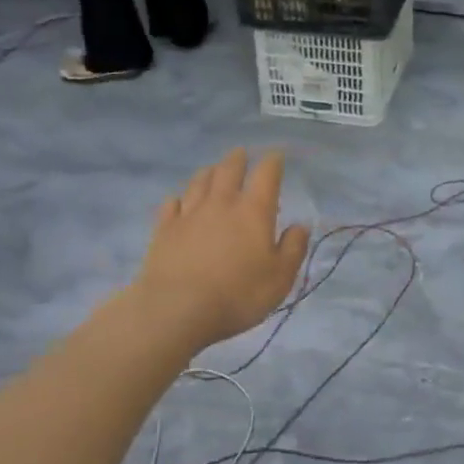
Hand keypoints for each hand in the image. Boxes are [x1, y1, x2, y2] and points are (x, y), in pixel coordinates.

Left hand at [133, 149, 309, 350]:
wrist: (176, 310)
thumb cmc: (238, 294)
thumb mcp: (280, 278)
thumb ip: (293, 248)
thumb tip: (300, 226)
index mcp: (253, 211)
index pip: (266, 175)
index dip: (273, 162)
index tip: (277, 156)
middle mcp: (221, 203)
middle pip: (229, 169)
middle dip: (238, 159)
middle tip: (242, 154)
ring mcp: (188, 214)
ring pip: (199, 182)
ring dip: (209, 172)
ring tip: (214, 170)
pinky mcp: (163, 230)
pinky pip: (170, 205)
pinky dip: (178, 199)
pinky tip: (178, 201)